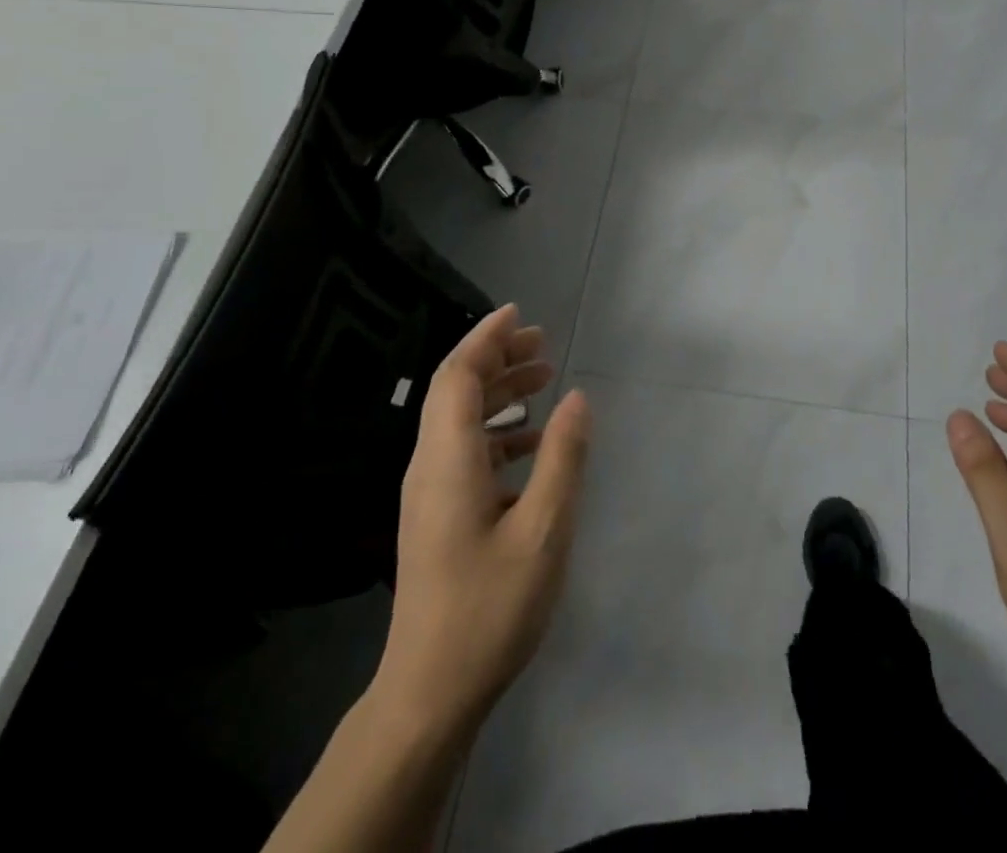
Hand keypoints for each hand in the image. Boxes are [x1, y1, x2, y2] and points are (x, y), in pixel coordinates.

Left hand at [377, 304, 591, 729]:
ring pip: (459, 420)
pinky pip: (464, 451)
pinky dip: (497, 431)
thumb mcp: (543, 531)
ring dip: (498, 392)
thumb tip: (577, 398)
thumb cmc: (489, 609)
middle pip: (455, 390)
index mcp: (447, 460)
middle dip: (496, 357)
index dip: (487, 338)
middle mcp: (429, 465)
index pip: (458, 375)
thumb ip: (562, 458)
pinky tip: (532, 443)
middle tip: (542, 342)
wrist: (429, 693)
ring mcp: (429, 492)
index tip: (520, 314)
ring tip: (544, 378)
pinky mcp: (436, 516)